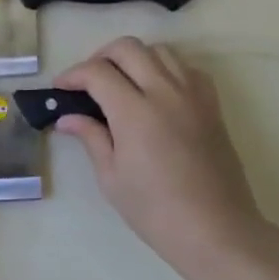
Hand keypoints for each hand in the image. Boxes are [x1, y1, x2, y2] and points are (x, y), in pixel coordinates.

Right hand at [53, 38, 271, 277]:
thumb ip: (91, 138)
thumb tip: (67, 118)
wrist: (217, 231)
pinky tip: (157, 91)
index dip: (73, 75)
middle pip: (128, 48)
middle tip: (88, 81)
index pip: (97, 72)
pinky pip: (187, 68)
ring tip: (121, 81)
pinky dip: (166, 68)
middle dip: (100, 57)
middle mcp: (165, 92)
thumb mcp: (111, 177)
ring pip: (160, 51)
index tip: (61, 88)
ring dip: (134, 58)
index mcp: (134, 112)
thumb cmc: (156, 211)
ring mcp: (193, 96)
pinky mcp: (212, 105)